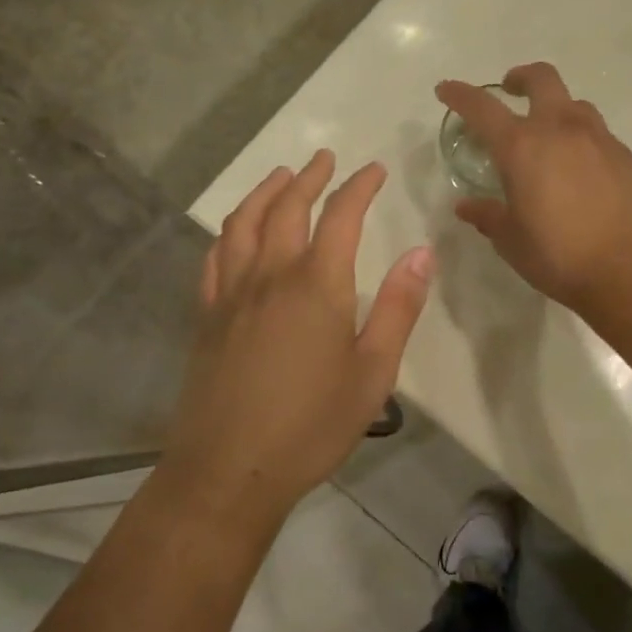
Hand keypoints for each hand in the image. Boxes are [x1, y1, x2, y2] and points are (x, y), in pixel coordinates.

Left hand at [161, 151, 434, 529]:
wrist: (228, 471)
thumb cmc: (311, 425)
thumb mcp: (373, 372)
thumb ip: (398, 307)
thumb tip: (422, 252)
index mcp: (317, 284)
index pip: (341, 215)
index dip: (359, 186)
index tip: (375, 170)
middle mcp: (271, 274)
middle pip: (288, 207)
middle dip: (310, 177)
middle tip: (326, 159)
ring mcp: (233, 292)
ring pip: (245, 222)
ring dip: (265, 191)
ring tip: (282, 175)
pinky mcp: (208, 315)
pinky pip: (216, 256)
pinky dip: (230, 230)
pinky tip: (236, 230)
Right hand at [436, 63, 631, 314]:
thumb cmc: (562, 256)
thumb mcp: (513, 242)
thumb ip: (489, 217)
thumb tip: (467, 206)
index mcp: (522, 147)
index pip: (483, 107)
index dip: (460, 94)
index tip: (446, 89)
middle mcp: (561, 130)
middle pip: (541, 79)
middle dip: (521, 77)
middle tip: (510, 90)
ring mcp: (600, 139)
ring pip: (575, 105)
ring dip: (556, 110)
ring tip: (549, 138)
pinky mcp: (628, 157)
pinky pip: (600, 136)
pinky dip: (583, 142)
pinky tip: (583, 173)